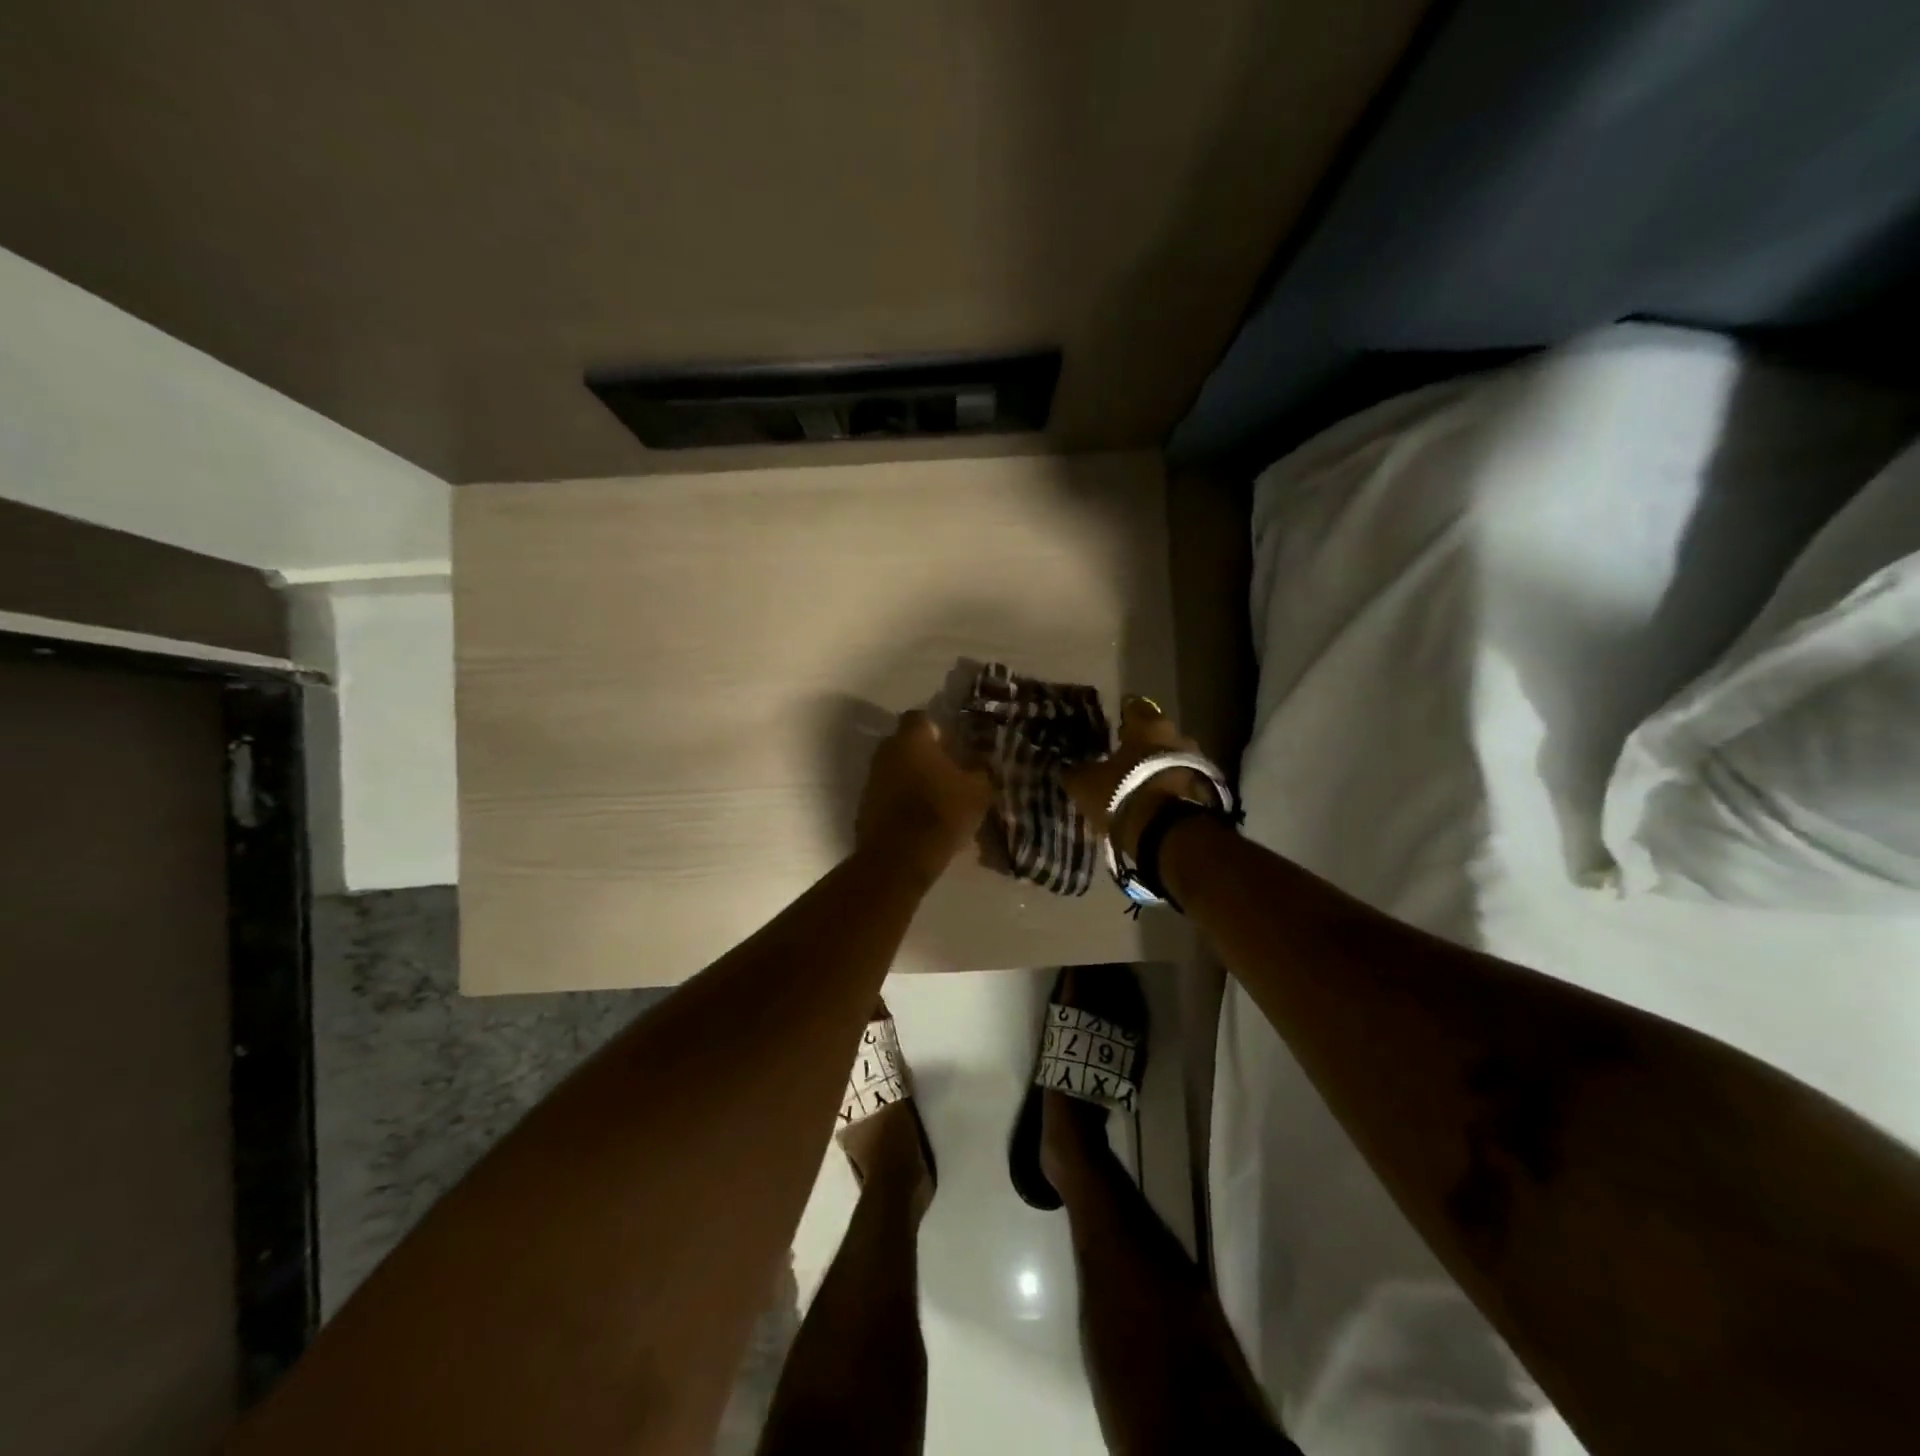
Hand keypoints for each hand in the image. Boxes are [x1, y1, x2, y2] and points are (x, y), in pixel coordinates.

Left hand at [855, 710, 991, 885]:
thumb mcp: (977, 791)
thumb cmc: (941, 814)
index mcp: (911, 739)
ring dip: (912, 779)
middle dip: (925, 754)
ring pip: (896, 770)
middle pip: (906, 744)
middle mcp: (885, 752)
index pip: (921, 717)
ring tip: (937, 799)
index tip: (954, 746)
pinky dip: (901, 801)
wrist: (898, 859)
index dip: (938, 729)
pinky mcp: (864, 807)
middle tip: (948, 772)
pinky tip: (920, 820)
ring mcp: (871, 780)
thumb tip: (980, 761)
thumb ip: (981, 770)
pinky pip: (887, 795)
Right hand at [1061, 696, 1214, 859]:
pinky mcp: (1206, 791)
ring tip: (1139, 782)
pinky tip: (1153, 801)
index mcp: (1149, 726)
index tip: (1115, 721)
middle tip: (1125, 755)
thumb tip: (1068, 768)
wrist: (1169, 833)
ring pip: (1172, 758)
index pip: (1135, 707)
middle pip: (1158, 734)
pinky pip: (1181, 782)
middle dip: (1143, 744)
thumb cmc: (1124, 794)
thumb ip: (1077, 772)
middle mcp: (1178, 736)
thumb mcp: (1086, 784)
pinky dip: (1168, 787)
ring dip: (1158, 767)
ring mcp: (1197, 763)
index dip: (1123, 714)